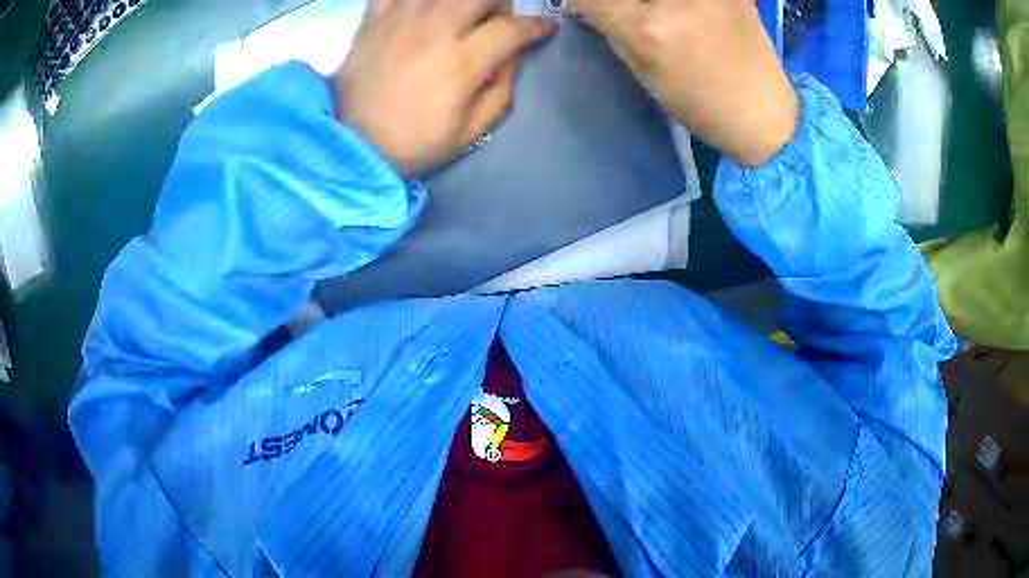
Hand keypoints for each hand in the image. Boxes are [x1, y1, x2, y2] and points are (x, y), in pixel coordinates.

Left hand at [335, 0, 553, 176]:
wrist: (353, 146)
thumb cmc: (415, 142)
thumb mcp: (471, 130)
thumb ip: (501, 87)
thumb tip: (512, 54)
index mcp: (462, 62)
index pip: (513, 28)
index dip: (536, 26)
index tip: (545, 28)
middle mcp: (434, 30)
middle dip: (500, 3)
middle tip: (494, 20)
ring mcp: (400, 20)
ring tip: (457, 14)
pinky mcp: (373, 20)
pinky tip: (421, 10)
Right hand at [573, 0, 798, 165]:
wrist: (762, 111)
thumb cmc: (701, 102)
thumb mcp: (643, 68)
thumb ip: (611, 25)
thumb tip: (588, 2)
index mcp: (650, 29)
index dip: (581, 2)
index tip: (585, 8)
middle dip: (619, 1)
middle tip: (627, 12)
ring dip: (647, 2)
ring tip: (654, 13)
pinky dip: (677, 3)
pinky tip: (683, 13)